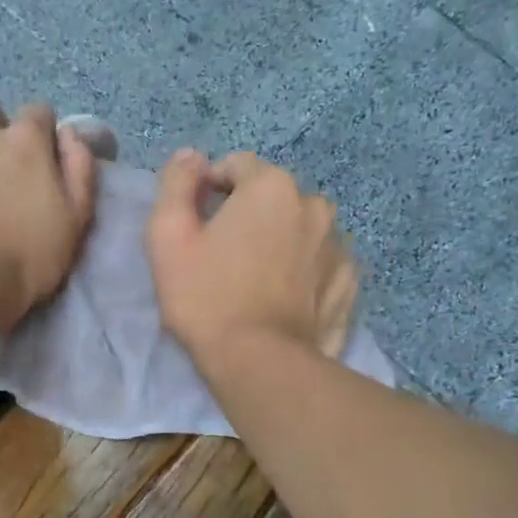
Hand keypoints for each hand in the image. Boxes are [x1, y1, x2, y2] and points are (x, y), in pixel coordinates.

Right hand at [145, 149, 359, 366]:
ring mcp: (338, 243)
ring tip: (256, 280)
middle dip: (248, 214)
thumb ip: (176, 184)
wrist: (260, 363)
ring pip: (299, 227)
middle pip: (271, 196)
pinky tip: (283, 297)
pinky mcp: (349, 281)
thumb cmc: (206, 297)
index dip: (210, 189)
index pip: (236, 166)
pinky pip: (319, 260)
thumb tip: (191, 155)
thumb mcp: (168, 237)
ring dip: (279, 239)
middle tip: (224, 257)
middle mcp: (314, 204)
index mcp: (271, 186)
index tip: (197, 225)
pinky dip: (303, 268)